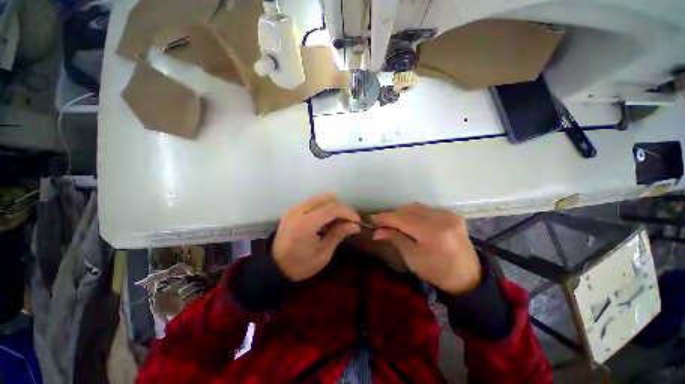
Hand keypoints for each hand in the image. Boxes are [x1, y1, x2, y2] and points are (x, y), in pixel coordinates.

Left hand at [273, 193, 360, 281]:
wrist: (274, 267)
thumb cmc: (300, 265)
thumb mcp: (323, 254)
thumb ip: (338, 235)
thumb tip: (355, 225)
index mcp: (306, 224)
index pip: (332, 209)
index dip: (347, 212)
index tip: (357, 221)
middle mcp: (299, 211)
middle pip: (327, 200)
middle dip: (342, 208)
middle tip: (350, 220)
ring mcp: (294, 209)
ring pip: (320, 199)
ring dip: (333, 206)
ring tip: (340, 219)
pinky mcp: (293, 210)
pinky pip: (313, 202)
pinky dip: (324, 206)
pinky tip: (328, 218)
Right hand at [371, 203, 481, 294]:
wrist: (468, 277)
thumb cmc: (438, 272)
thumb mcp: (413, 258)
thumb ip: (395, 239)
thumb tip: (376, 231)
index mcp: (433, 233)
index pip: (402, 219)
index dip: (385, 218)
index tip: (372, 219)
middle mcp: (442, 218)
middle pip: (408, 210)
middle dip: (393, 216)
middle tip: (382, 224)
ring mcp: (449, 214)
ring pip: (416, 207)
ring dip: (403, 213)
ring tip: (395, 223)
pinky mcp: (451, 214)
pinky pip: (426, 209)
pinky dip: (414, 213)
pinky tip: (411, 222)